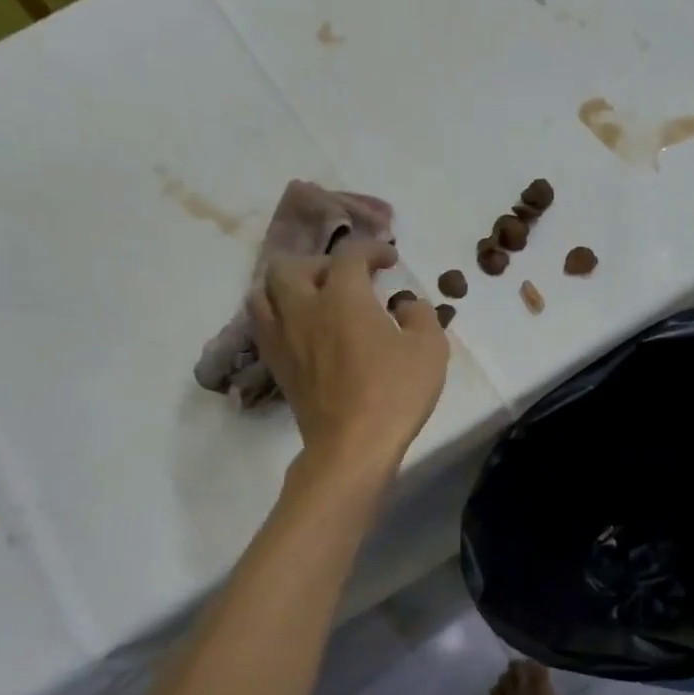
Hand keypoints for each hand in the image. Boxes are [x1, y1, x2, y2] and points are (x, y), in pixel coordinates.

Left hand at [252, 241, 448, 476]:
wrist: (352, 446)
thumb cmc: (395, 393)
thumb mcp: (430, 348)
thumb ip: (421, 314)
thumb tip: (406, 304)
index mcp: (343, 296)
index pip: (350, 253)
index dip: (372, 248)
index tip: (390, 260)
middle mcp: (304, 308)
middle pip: (292, 265)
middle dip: (321, 263)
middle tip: (347, 279)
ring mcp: (284, 337)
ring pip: (265, 292)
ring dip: (289, 286)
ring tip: (313, 298)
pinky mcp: (276, 365)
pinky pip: (263, 324)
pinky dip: (279, 314)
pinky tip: (301, 328)